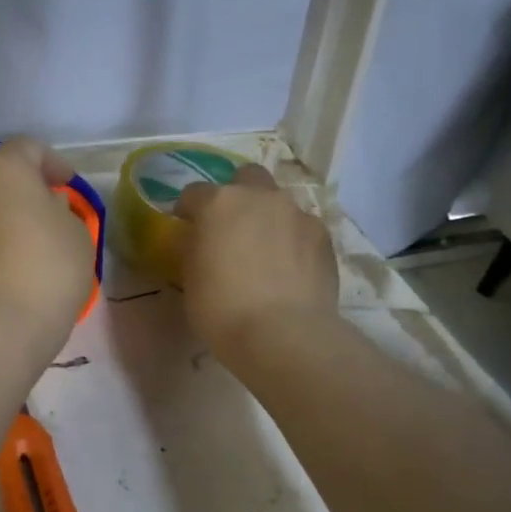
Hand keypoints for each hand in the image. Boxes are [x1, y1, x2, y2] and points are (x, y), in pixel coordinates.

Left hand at [0, 138, 94, 354]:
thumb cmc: (47, 266)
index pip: (28, 148)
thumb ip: (61, 210)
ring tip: (26, 243)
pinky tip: (5, 266)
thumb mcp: (76, 232)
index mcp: (0, 167)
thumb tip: (44, 207)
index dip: (52, 163)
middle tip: (48, 212)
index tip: (68, 185)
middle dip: (21, 190)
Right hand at [176, 165, 337, 358]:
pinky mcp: (324, 236)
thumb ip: (194, 247)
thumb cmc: (221, 308)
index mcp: (218, 203)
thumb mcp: (190, 277)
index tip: (186, 228)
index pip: (193, 193)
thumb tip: (199, 239)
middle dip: (237, 194)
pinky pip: (302, 228)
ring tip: (266, 251)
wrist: (283, 334)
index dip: (188, 210)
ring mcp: (297, 213)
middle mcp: (259, 197)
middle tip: (232, 227)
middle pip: (246, 177)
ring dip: (268, 217)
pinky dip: (293, 240)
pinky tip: (290, 268)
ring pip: (279, 202)